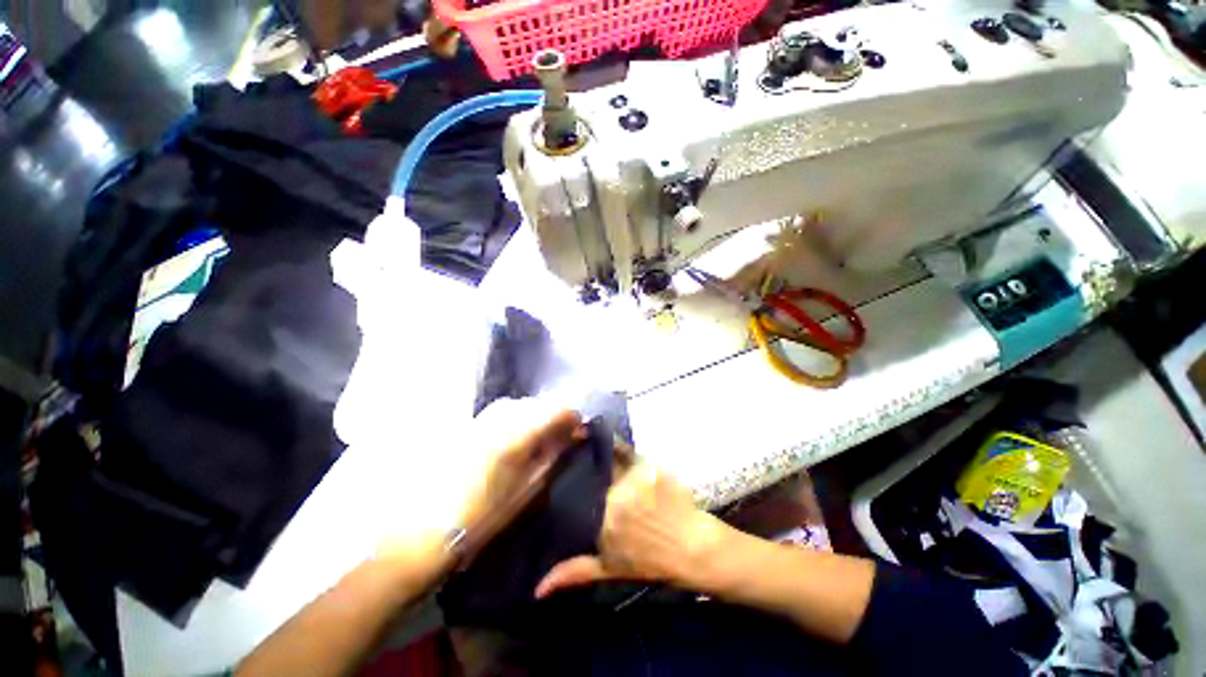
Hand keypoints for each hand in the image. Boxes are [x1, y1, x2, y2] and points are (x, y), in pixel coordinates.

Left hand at [456, 402, 586, 550]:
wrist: (429, 526)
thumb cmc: (486, 514)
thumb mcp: (529, 487)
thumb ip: (554, 454)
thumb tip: (575, 434)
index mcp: (518, 435)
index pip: (557, 411)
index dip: (572, 418)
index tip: (579, 431)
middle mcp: (501, 418)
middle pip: (538, 403)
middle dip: (554, 415)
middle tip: (561, 435)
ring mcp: (483, 417)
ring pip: (520, 404)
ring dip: (534, 414)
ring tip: (538, 433)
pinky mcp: (469, 423)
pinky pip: (501, 410)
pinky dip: (515, 417)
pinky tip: (514, 433)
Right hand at [534, 460, 727, 597]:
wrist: (692, 548)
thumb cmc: (652, 561)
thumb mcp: (609, 569)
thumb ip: (574, 572)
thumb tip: (537, 590)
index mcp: (601, 521)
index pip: (584, 491)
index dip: (582, 481)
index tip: (581, 476)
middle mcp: (614, 497)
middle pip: (600, 473)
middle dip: (601, 471)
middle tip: (606, 471)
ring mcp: (635, 480)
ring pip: (617, 461)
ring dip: (618, 463)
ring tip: (622, 467)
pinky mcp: (652, 467)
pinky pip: (634, 455)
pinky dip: (633, 459)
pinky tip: (638, 466)